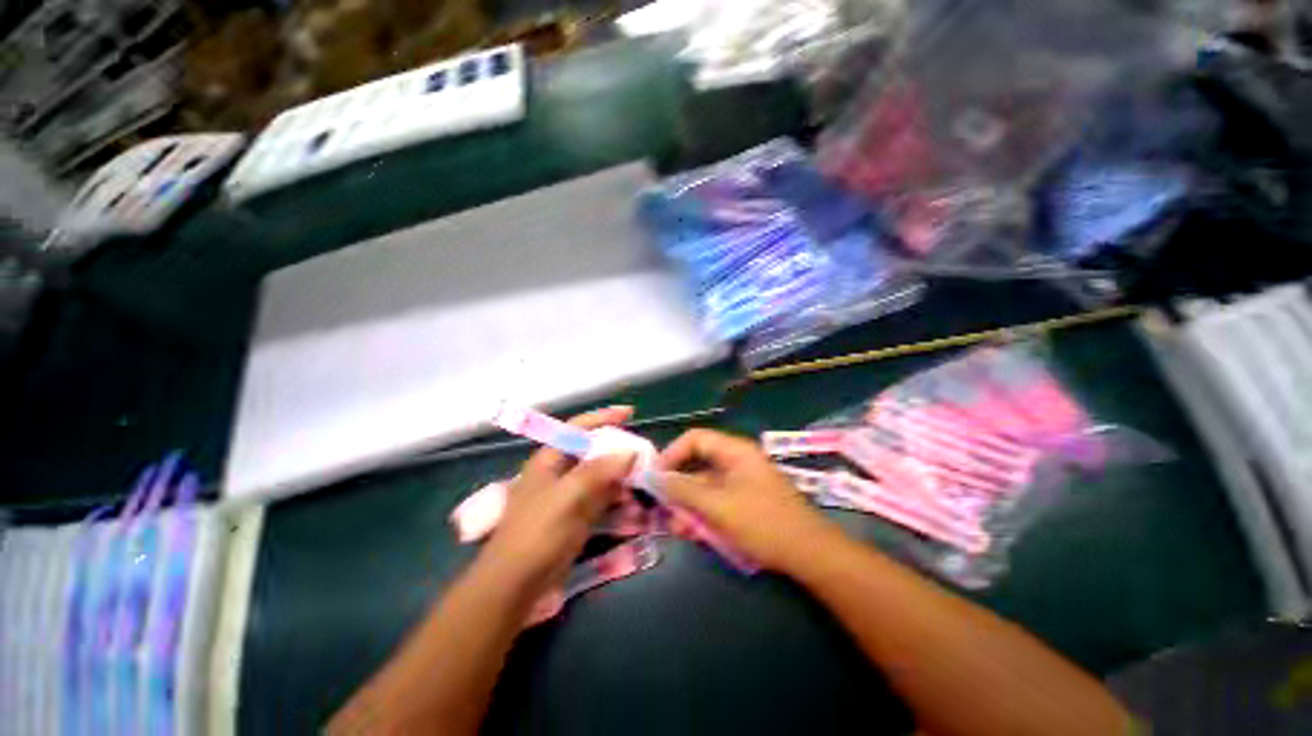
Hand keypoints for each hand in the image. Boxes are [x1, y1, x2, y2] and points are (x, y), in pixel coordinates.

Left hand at [480, 406, 636, 601]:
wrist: (516, 584)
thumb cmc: (537, 533)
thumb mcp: (568, 496)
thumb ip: (599, 471)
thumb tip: (629, 452)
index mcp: (550, 459)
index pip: (578, 428)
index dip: (604, 417)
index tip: (630, 413)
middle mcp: (559, 473)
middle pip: (592, 451)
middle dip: (618, 449)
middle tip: (643, 452)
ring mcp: (567, 495)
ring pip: (600, 476)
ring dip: (621, 475)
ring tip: (643, 478)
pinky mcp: (575, 516)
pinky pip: (601, 498)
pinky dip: (617, 498)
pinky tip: (633, 503)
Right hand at [657, 429, 838, 573]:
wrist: (811, 555)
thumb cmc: (764, 523)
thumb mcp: (718, 506)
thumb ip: (683, 490)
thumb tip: (653, 477)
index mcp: (734, 451)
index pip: (694, 439)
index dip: (671, 454)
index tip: (655, 478)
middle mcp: (736, 461)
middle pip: (697, 464)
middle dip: (678, 486)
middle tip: (662, 508)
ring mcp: (741, 482)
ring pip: (705, 487)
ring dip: (688, 505)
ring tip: (677, 528)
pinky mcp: (744, 502)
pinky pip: (716, 501)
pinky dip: (703, 514)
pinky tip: (694, 533)